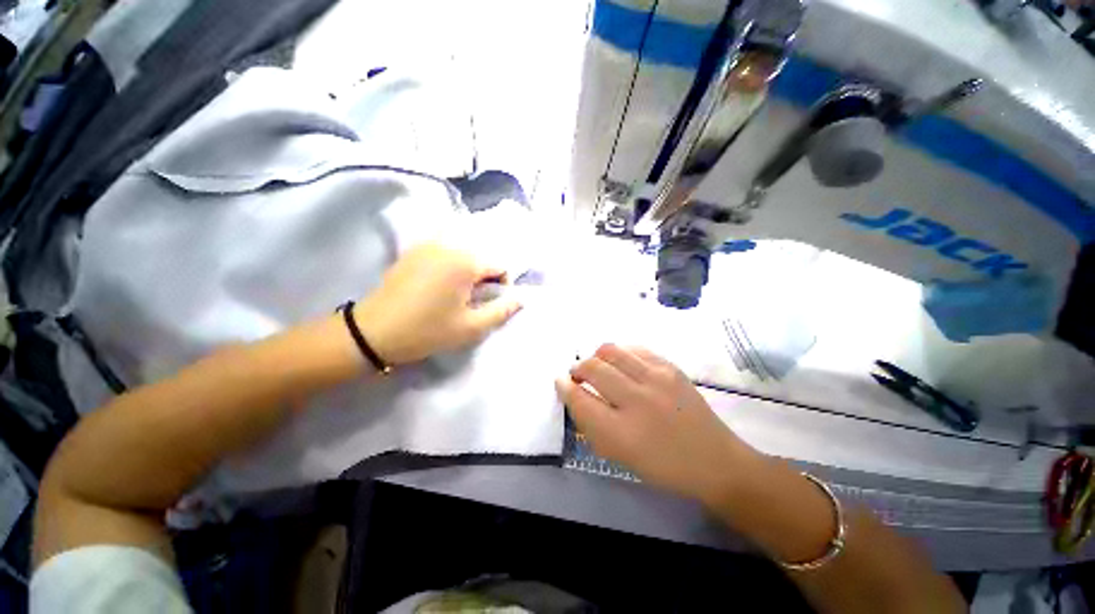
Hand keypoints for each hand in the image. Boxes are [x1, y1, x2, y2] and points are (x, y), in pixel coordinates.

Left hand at [353, 244, 522, 364]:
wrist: (373, 332)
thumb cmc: (427, 330)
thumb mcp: (471, 327)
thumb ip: (502, 311)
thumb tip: (521, 298)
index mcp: (466, 261)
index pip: (501, 265)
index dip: (502, 286)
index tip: (489, 304)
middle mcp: (449, 244)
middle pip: (483, 256)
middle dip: (485, 277)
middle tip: (473, 301)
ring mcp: (428, 245)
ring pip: (464, 252)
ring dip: (469, 271)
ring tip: (457, 293)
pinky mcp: (413, 251)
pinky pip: (444, 251)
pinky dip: (451, 264)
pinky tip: (439, 285)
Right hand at [556, 344, 760, 502]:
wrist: (714, 459)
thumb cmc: (662, 465)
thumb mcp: (619, 456)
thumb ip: (590, 425)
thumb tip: (573, 394)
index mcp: (622, 433)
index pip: (580, 400)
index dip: (565, 387)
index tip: (561, 382)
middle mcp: (638, 400)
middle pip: (594, 368)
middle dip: (577, 368)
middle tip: (577, 374)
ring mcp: (657, 378)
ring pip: (611, 350)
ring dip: (596, 356)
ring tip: (596, 365)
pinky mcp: (670, 367)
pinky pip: (634, 348)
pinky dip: (620, 353)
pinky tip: (620, 363)